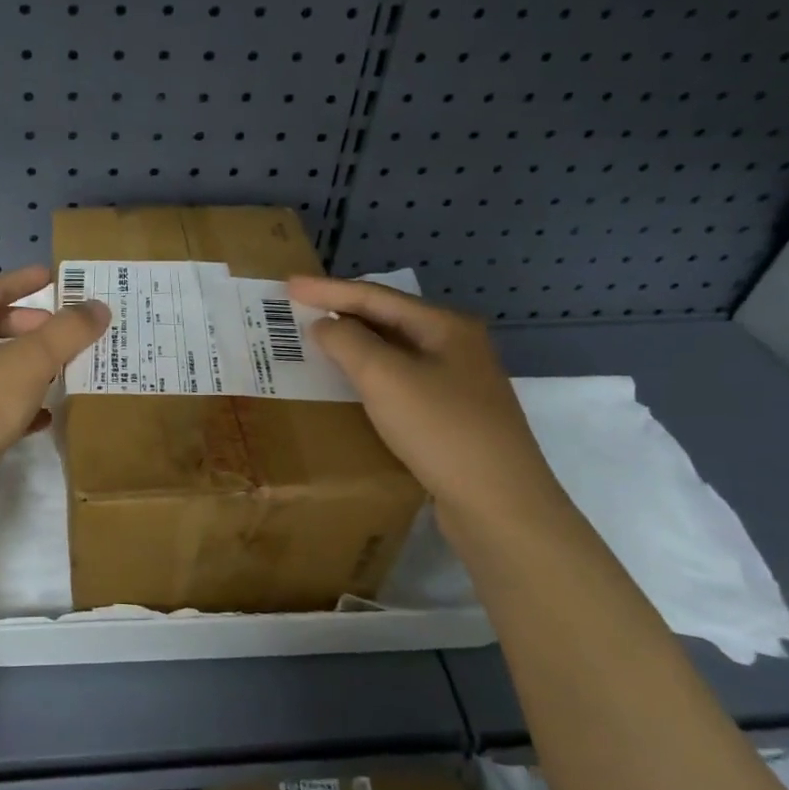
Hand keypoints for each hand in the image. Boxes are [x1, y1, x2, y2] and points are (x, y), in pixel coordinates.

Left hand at [0, 266, 110, 495]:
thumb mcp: (29, 361)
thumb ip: (67, 331)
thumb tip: (97, 307)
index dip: (23, 281)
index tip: (52, 276)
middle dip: (28, 328)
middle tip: (62, 333)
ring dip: (24, 367)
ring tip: (59, 372)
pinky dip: (14, 403)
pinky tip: (42, 418)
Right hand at [288, 276, 573, 534]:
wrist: (500, 504)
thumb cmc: (441, 429)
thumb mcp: (386, 378)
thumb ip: (348, 342)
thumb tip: (324, 325)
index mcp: (445, 326)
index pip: (375, 296)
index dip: (328, 289)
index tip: (288, 285)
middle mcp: (455, 346)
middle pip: (388, 319)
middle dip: (342, 312)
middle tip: (299, 309)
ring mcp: (458, 382)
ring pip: (394, 351)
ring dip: (354, 343)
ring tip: (317, 341)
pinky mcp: (452, 415)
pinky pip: (400, 381)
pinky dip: (370, 374)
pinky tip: (351, 384)